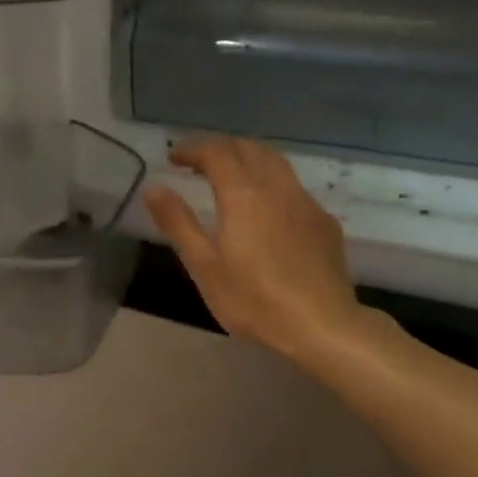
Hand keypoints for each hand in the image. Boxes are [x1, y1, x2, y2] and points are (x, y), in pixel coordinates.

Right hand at [143, 137, 381, 373]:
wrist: (325, 328)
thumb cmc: (255, 300)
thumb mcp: (204, 266)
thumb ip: (178, 222)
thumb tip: (153, 187)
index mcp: (243, 194)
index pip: (216, 152)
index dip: (192, 149)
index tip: (173, 159)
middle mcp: (277, 187)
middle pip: (248, 148)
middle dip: (219, 148)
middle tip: (196, 164)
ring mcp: (306, 203)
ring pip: (274, 162)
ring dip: (246, 159)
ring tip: (227, 178)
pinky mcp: (324, 222)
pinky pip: (292, 186)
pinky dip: (269, 182)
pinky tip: (264, 210)